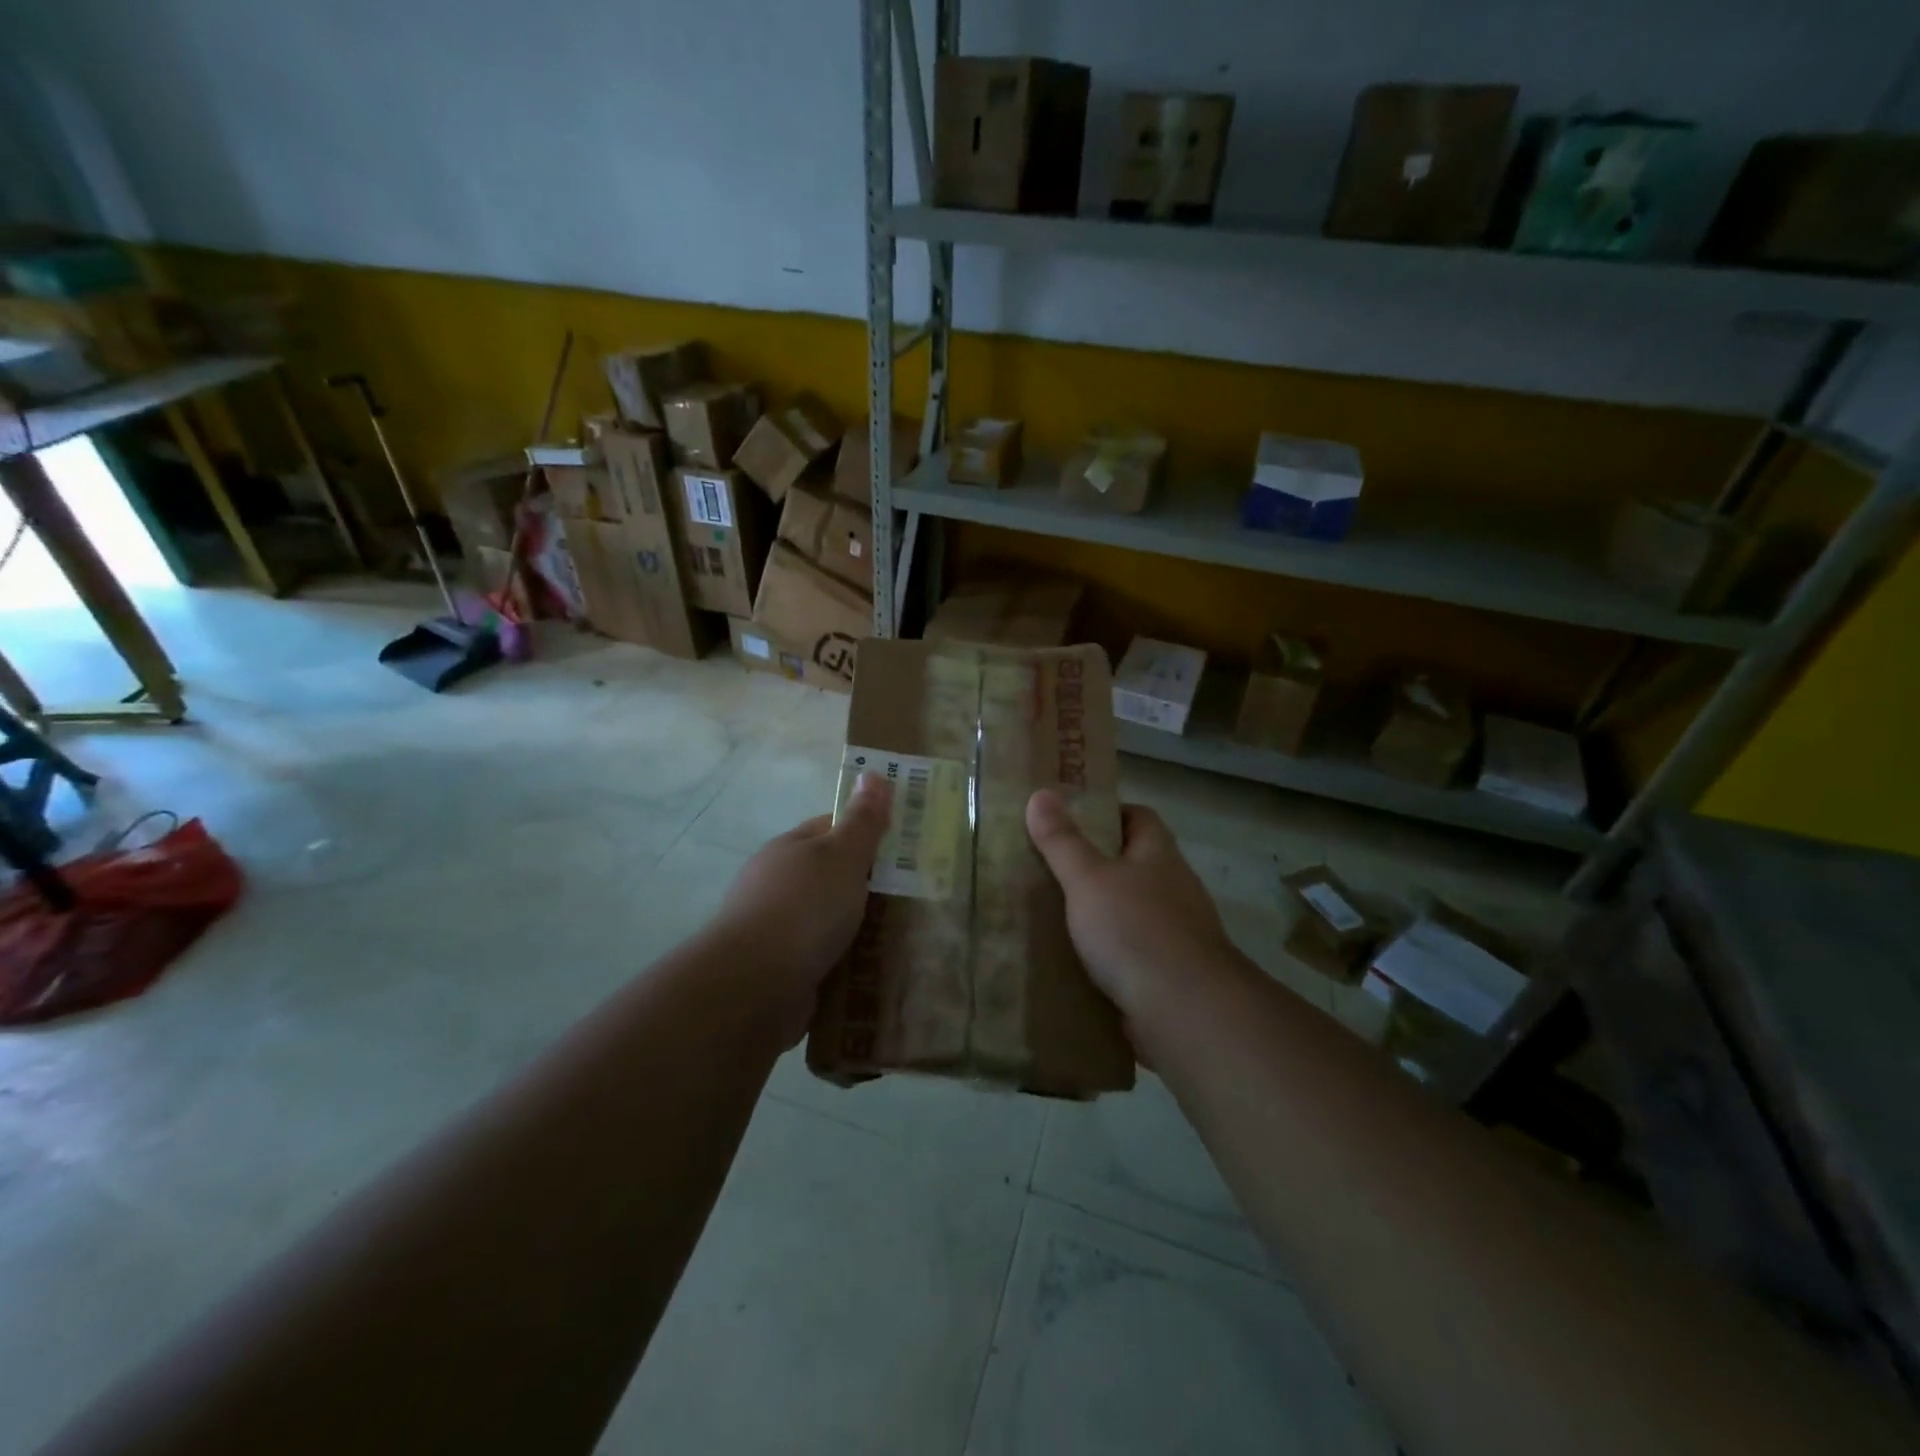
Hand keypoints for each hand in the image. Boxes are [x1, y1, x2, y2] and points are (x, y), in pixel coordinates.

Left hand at [716, 773, 891, 1042]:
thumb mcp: (842, 855)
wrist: (753, 986)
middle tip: (914, 892)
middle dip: (868, 883)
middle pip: (831, 875)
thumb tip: (873, 773)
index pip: (832, 827)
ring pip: (828, 919)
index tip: (905, 843)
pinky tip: (871, 968)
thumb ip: (862, 820)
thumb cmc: (804, 908)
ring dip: (858, 926)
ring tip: (901, 934)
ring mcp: (776, 928)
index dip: (867, 830)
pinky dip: (845, 960)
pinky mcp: (781, 969)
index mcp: (790, 848)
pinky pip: (822, 956)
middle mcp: (778, 884)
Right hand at [1026, 790, 1241, 1029]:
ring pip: (1128, 910)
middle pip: (1132, 864)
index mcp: (1159, 855)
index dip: (1106, 813)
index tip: (1068, 820)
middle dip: (1093, 864)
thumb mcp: (1088, 879)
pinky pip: (1128, 952)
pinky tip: (1071, 960)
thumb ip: (1062, 841)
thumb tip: (1040, 793)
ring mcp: (1173, 933)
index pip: (1139, 817)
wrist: (1184, 1012)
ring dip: (1097, 912)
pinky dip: (1104, 953)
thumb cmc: (1135, 930)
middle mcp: (1172, 888)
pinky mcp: (1165, 973)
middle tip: (1045, 866)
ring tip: (1050, 913)